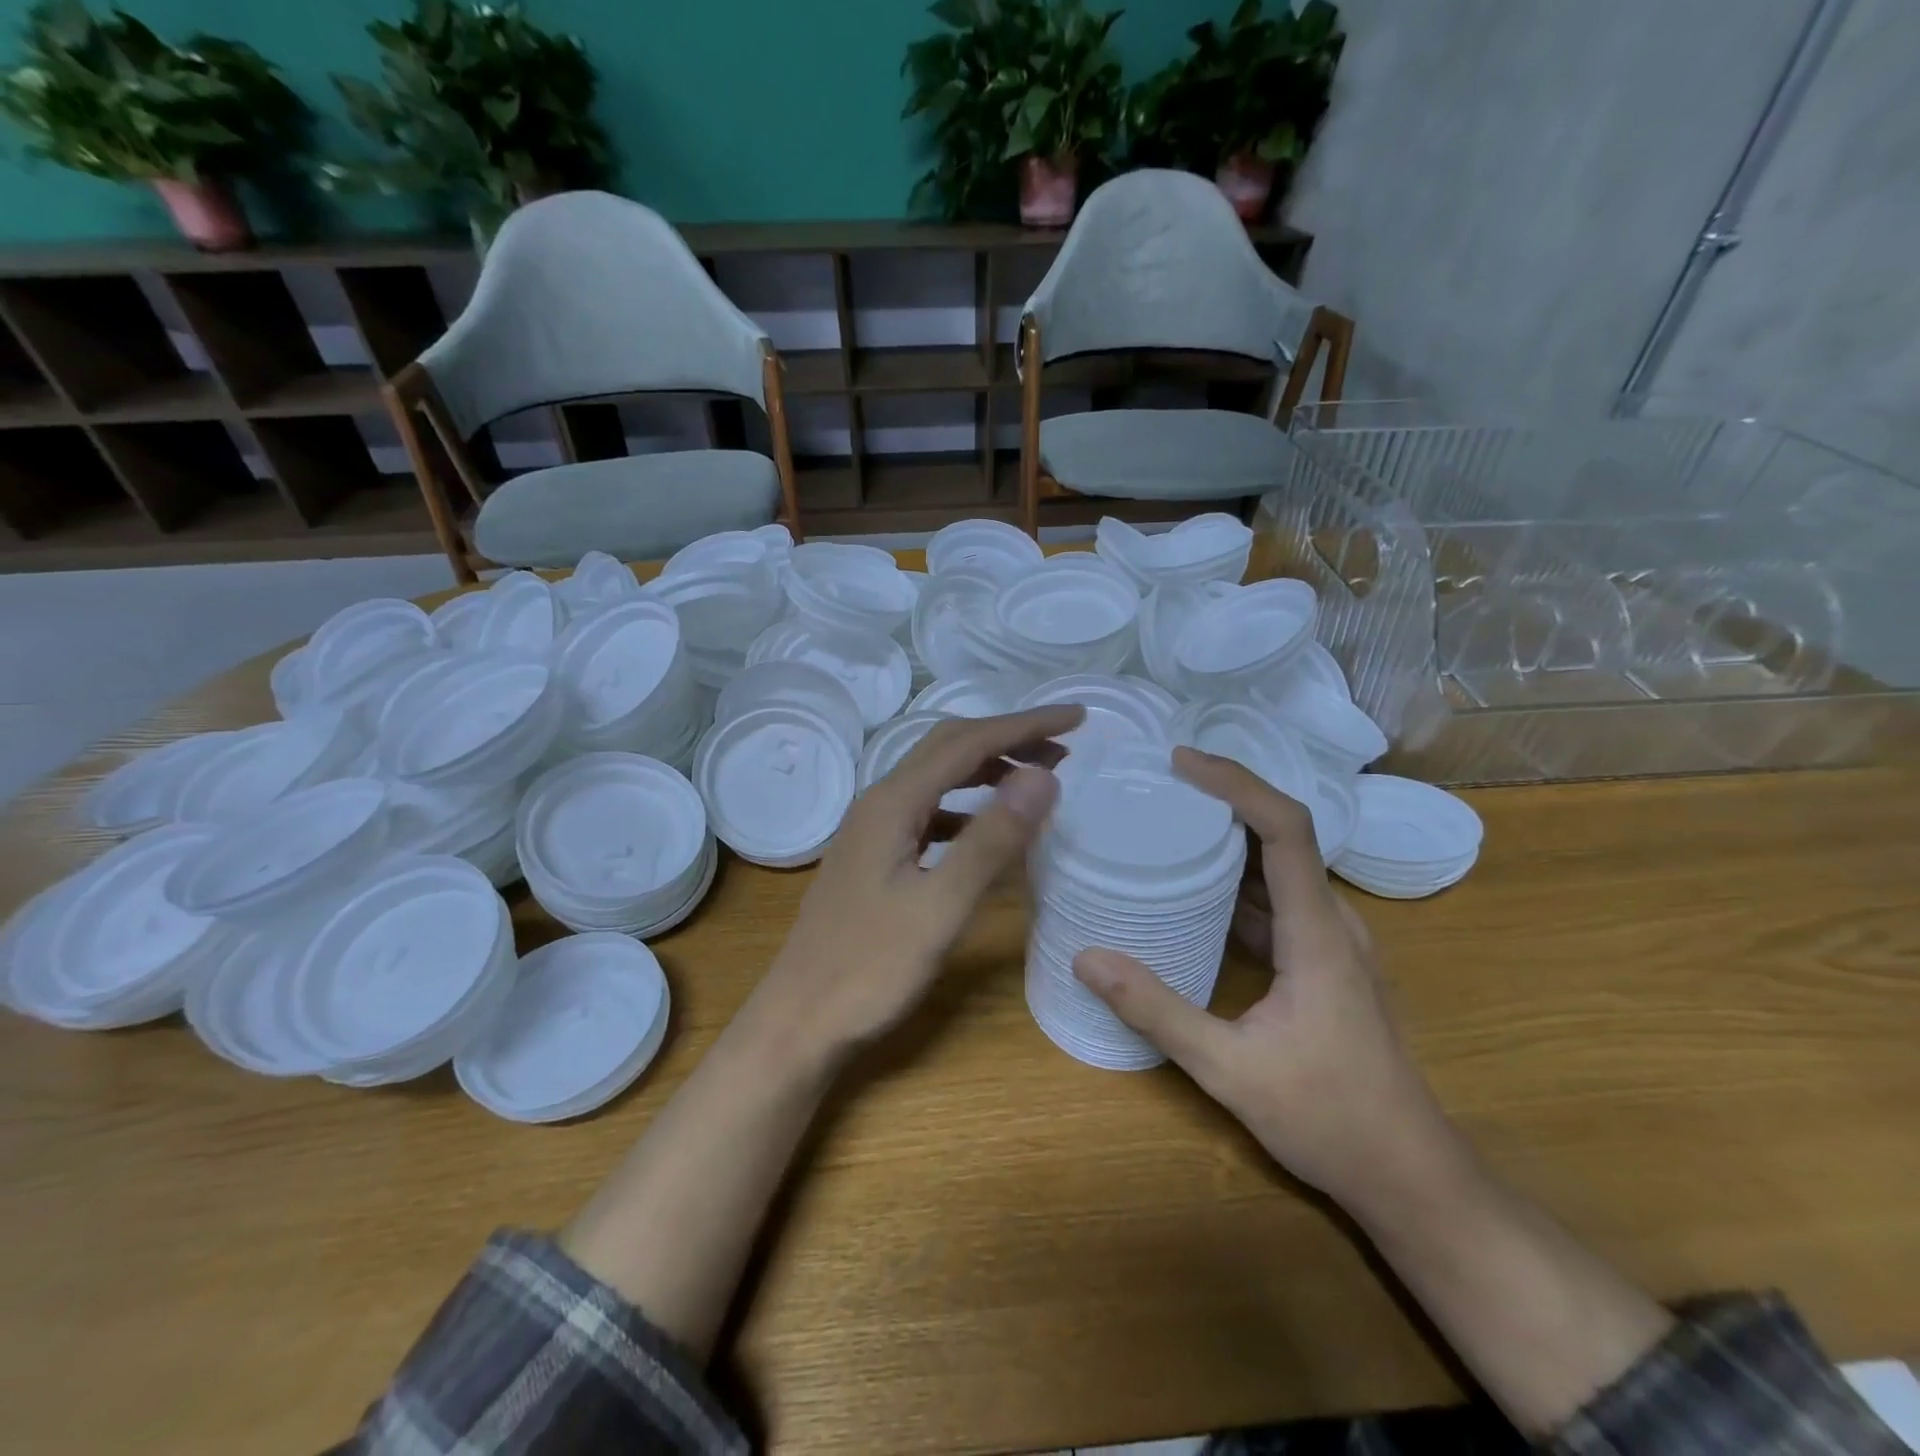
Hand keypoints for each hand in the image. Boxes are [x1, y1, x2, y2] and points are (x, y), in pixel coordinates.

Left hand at [752, 706, 1082, 1064]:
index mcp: (893, 803)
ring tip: (1037, 780)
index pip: (969, 742)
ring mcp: (873, 829)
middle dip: (1008, 738)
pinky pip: (929, 811)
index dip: (1025, 725)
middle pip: (949, 747)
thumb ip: (992, 840)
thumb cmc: (869, 969)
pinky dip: (967, 806)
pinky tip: (986, 829)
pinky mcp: (874, 855)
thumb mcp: (940, 907)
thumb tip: (1043, 775)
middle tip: (1064, 746)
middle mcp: (880, 802)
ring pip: (938, 778)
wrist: (799, 1020)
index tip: (1078, 717)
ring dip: (988, 769)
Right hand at [1073, 748, 1460, 1214]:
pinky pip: (1276, 902)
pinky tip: (1191, 893)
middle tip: (1161, 783)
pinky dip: (1235, 883)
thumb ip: (1157, 1012)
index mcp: (1317, 933)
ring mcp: (1330, 943)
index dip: (1237, 784)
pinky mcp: (1322, 963)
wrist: (1409, 1176)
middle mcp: (1331, 923)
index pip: (1286, 829)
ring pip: (1280, 869)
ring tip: (1168, 822)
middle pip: (1284, 835)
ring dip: (1229, 839)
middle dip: (1225, 798)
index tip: (1183, 763)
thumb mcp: (1229, 1069)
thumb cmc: (1329, 1119)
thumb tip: (1087, 960)